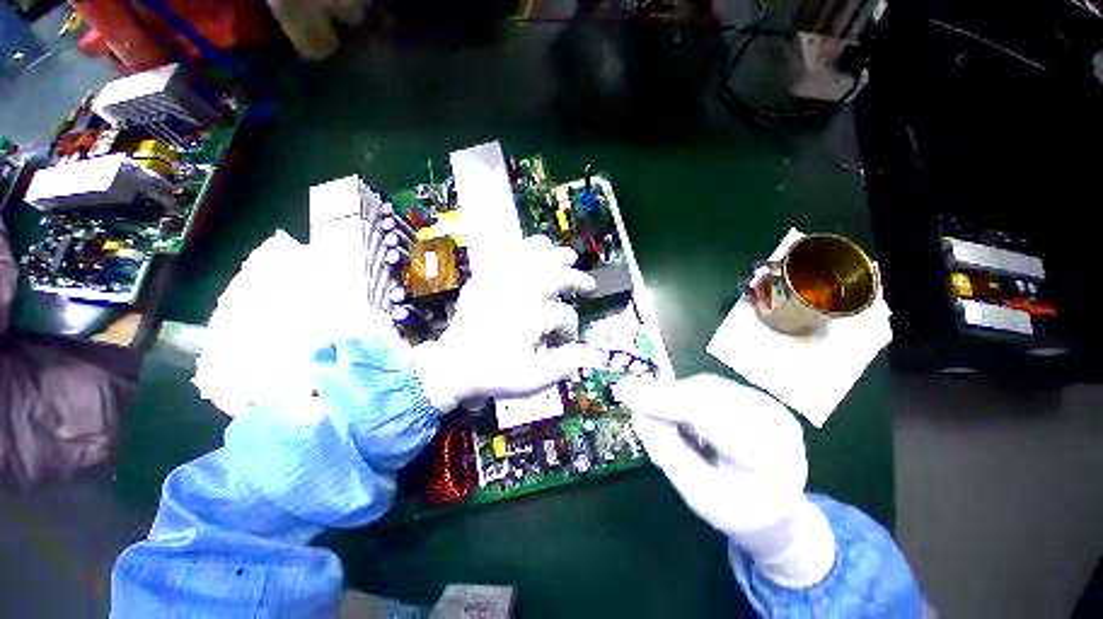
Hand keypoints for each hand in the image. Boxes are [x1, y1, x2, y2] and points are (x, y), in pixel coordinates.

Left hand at [412, 235, 595, 413]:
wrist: (453, 366)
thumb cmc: (494, 373)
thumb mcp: (533, 379)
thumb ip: (564, 365)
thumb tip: (589, 351)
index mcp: (532, 317)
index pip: (564, 314)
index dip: (571, 327)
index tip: (567, 340)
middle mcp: (518, 295)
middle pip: (555, 275)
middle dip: (575, 279)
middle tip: (588, 285)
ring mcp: (500, 284)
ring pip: (531, 258)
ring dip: (553, 255)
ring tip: (565, 254)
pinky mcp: (485, 281)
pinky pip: (504, 256)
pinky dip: (520, 249)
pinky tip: (530, 248)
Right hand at [617, 374, 836, 588]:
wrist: (780, 514)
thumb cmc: (737, 512)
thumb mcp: (696, 494)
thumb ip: (666, 450)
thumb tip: (637, 411)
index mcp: (768, 460)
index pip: (708, 417)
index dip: (663, 400)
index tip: (625, 391)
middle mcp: (777, 423)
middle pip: (706, 395)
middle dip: (665, 397)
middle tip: (634, 401)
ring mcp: (771, 406)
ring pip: (706, 386)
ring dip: (676, 396)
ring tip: (667, 419)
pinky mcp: (760, 398)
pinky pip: (712, 387)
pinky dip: (688, 396)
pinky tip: (686, 416)